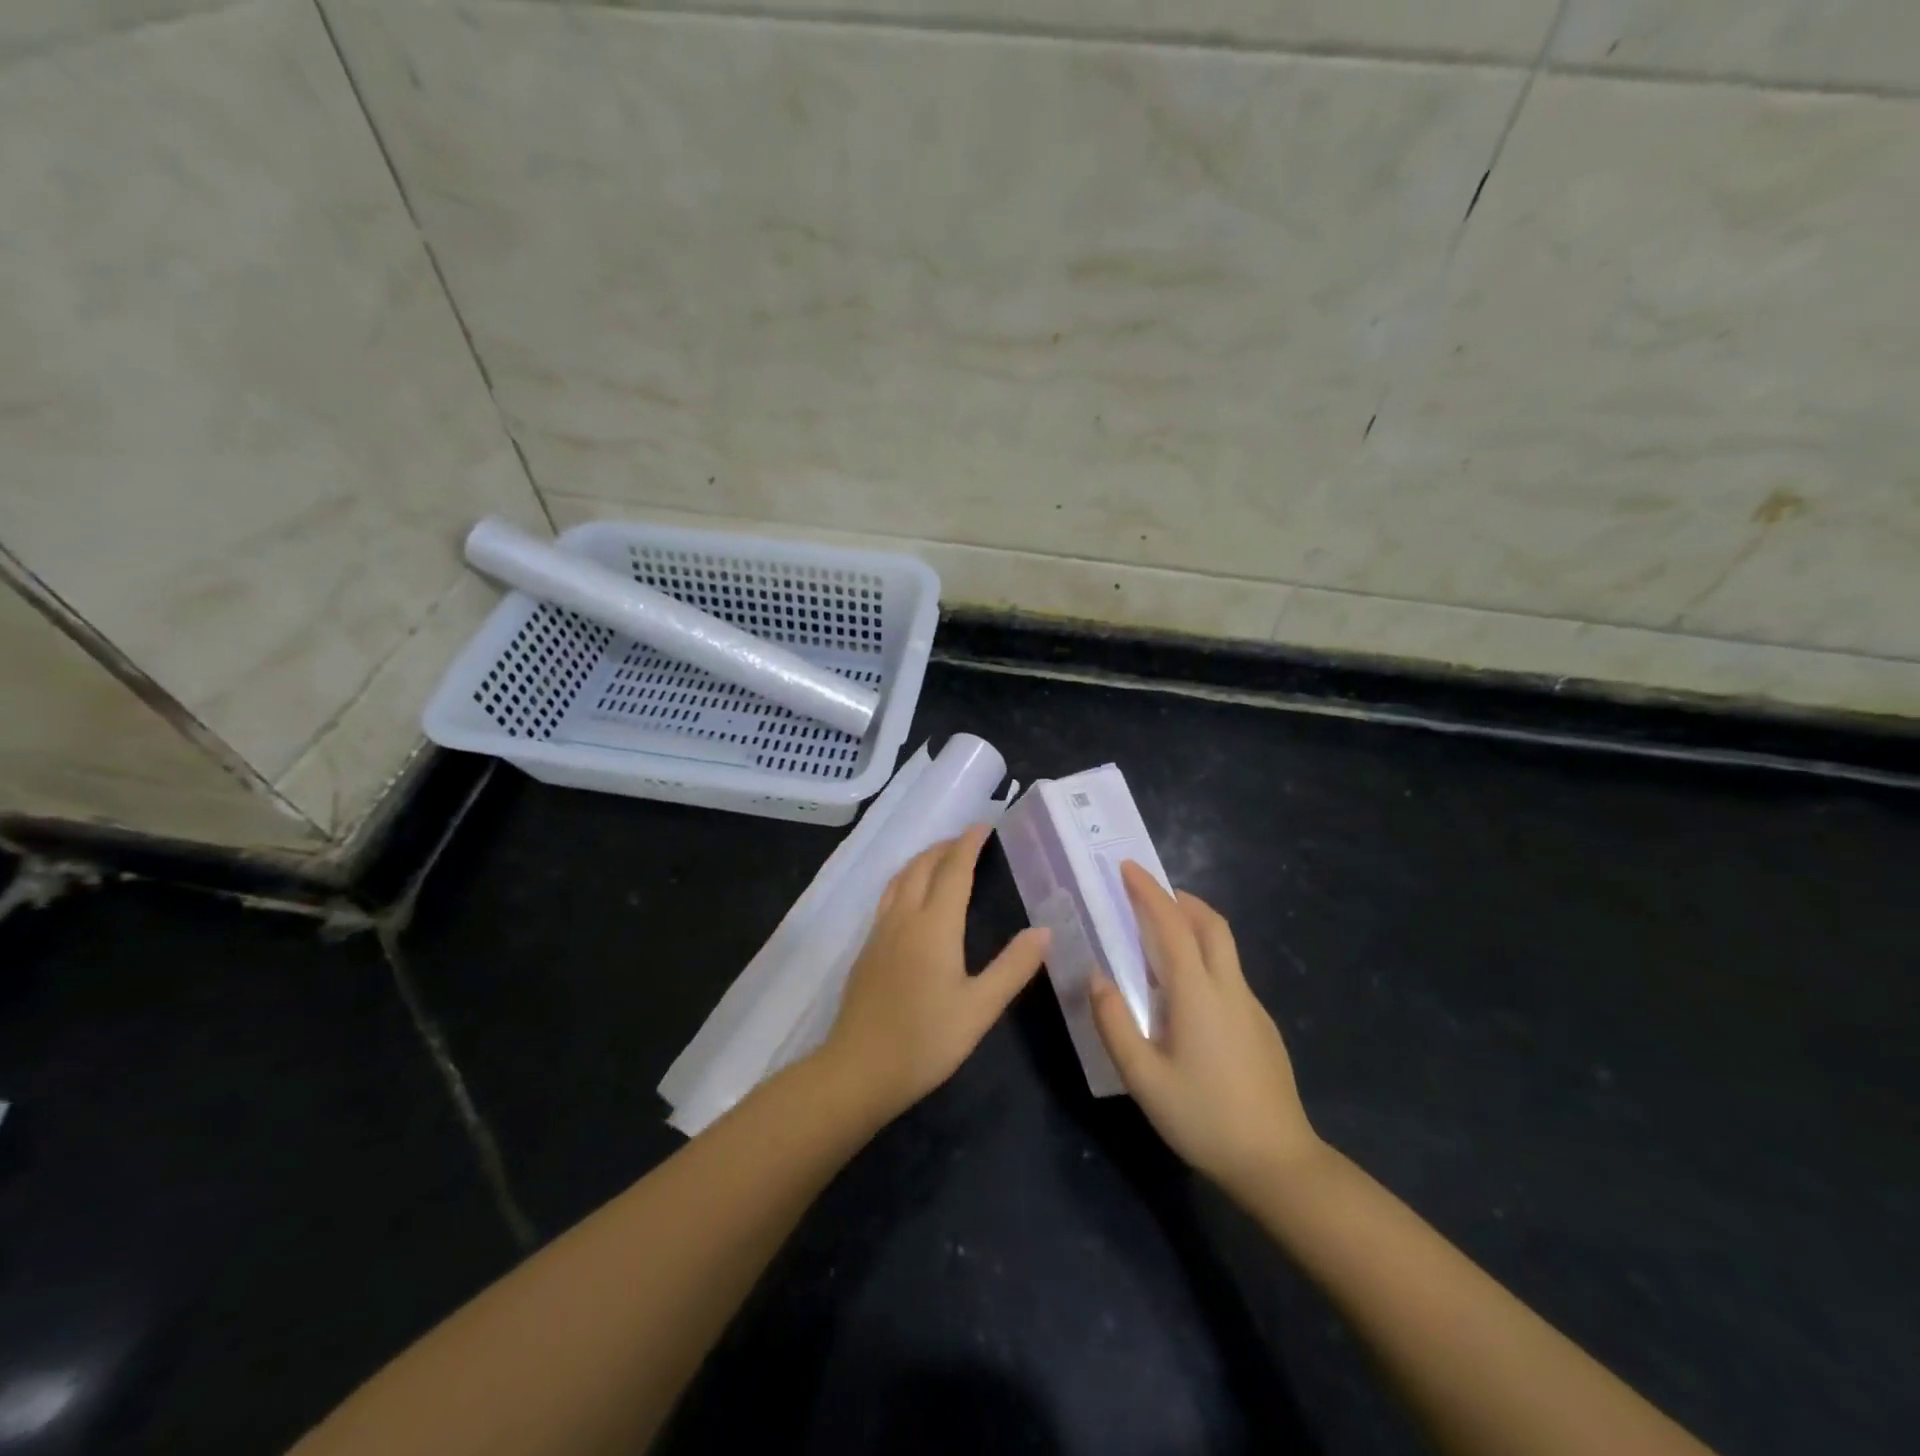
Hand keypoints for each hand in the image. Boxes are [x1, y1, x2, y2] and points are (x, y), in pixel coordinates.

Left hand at [820, 827, 1050, 1121]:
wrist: (859, 1069)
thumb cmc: (926, 1039)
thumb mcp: (980, 1007)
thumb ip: (1013, 966)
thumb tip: (1045, 930)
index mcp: (934, 925)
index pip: (954, 869)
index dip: (969, 844)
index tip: (984, 825)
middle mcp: (904, 917)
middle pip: (922, 866)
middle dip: (945, 847)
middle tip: (967, 840)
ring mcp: (880, 932)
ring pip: (899, 879)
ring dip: (921, 860)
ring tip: (940, 859)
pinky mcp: (866, 949)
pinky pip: (887, 897)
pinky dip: (905, 880)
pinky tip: (910, 899)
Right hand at [1091, 862, 1321, 1202]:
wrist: (1277, 1163)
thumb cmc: (1203, 1117)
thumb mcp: (1143, 1078)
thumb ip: (1115, 1022)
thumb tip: (1096, 976)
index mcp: (1198, 993)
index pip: (1172, 925)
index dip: (1149, 892)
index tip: (1127, 868)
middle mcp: (1229, 988)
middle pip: (1211, 923)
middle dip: (1180, 898)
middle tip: (1148, 895)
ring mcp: (1252, 1006)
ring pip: (1224, 947)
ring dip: (1194, 925)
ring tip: (1160, 938)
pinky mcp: (1262, 1026)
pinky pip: (1230, 975)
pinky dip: (1205, 958)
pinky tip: (1187, 995)